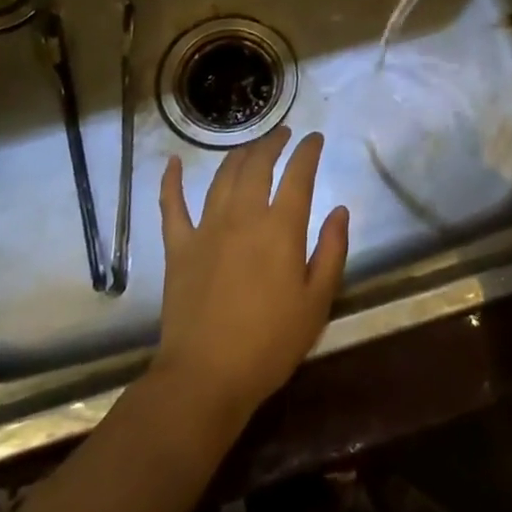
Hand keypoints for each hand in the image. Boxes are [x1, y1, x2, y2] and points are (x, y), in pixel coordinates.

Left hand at [153, 128, 348, 421]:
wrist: (206, 377)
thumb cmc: (270, 343)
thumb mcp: (317, 302)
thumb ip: (331, 251)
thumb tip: (340, 210)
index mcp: (280, 228)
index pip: (298, 175)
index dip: (308, 152)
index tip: (315, 138)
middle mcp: (243, 216)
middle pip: (257, 165)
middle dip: (273, 143)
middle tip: (283, 134)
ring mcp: (206, 229)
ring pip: (222, 177)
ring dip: (238, 155)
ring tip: (250, 147)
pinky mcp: (178, 248)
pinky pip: (172, 206)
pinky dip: (171, 181)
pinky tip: (173, 162)